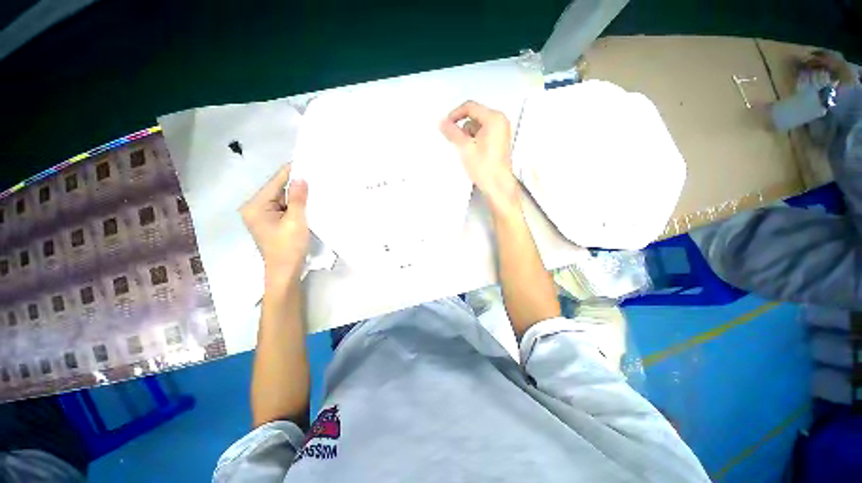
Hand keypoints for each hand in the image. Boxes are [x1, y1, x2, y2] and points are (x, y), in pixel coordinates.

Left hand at [240, 164, 308, 284]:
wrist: (286, 271)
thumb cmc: (289, 247)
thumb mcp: (296, 221)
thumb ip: (297, 198)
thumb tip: (301, 177)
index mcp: (255, 206)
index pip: (275, 183)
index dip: (291, 172)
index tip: (306, 161)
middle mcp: (255, 208)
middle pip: (278, 190)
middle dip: (296, 185)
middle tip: (316, 175)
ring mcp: (263, 215)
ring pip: (283, 199)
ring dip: (297, 196)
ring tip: (316, 186)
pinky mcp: (271, 222)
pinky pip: (285, 207)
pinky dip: (296, 205)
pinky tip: (309, 201)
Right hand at [440, 100, 520, 215]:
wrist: (498, 186)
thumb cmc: (484, 167)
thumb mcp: (465, 148)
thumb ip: (452, 132)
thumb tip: (442, 122)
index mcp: (494, 118)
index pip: (470, 107)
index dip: (455, 114)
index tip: (445, 125)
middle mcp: (500, 121)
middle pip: (474, 116)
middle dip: (462, 128)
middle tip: (456, 143)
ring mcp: (501, 132)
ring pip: (477, 126)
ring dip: (467, 136)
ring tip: (466, 152)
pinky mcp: (499, 142)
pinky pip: (482, 134)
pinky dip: (474, 141)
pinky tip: (471, 154)